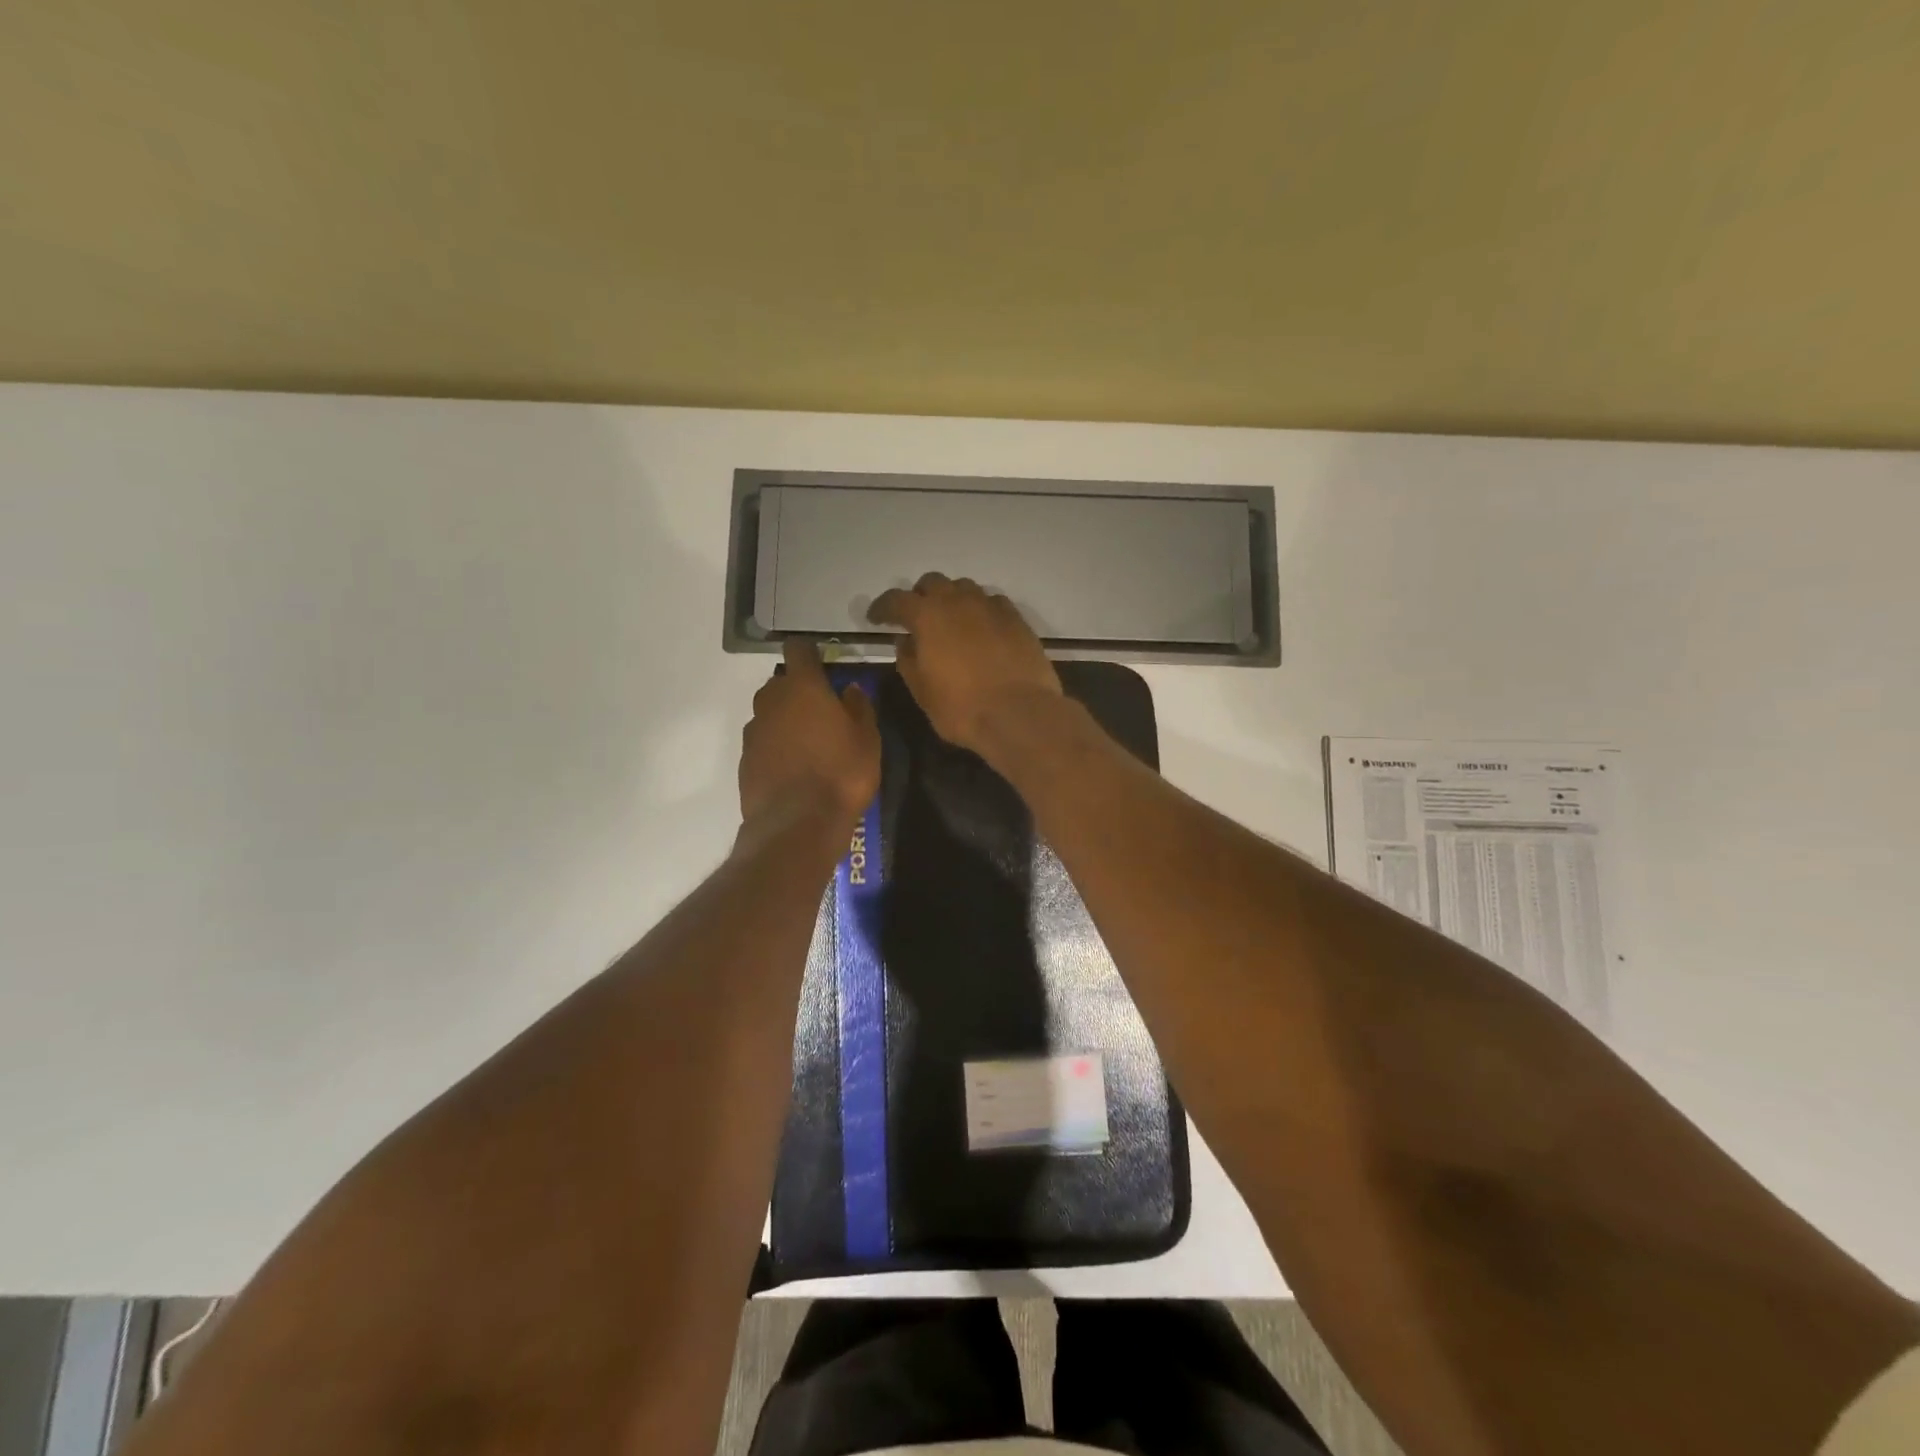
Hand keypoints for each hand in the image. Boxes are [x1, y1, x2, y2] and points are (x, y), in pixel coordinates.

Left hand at [739, 639, 880, 826]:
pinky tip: (793, 766)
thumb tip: (849, 689)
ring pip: (770, 712)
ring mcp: (754, 730)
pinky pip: (763, 741)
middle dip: (799, 689)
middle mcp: (771, 701)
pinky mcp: (745, 759)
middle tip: (823, 710)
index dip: (811, 652)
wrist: (797, 824)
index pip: (799, 649)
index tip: (824, 663)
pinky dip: (776, 745)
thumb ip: (859, 707)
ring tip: (808, 742)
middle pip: (781, 682)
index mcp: (803, 687)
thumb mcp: (868, 739)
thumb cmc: (841, 774)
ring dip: (786, 718)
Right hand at [867, 573, 1061, 755]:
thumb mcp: (922, 691)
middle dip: (920, 597)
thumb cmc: (962, 708)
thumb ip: (908, 660)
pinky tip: (982, 629)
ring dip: (952, 599)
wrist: (1019, 714)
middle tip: (916, 618)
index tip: (875, 619)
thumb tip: (905, 641)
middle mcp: (958, 601)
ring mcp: (990, 606)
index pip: (896, 600)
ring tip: (951, 622)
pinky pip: (992, 602)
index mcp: (927, 616)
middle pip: (932, 583)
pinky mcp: (1016, 618)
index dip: (882, 608)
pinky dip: (980, 610)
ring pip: (964, 588)